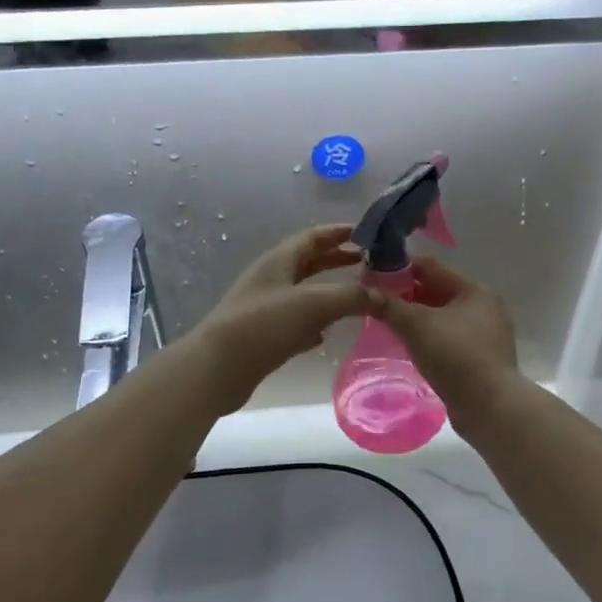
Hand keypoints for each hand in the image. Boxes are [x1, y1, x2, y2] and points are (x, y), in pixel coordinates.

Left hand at [186, 226, 370, 413]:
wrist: (216, 368)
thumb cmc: (263, 325)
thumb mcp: (313, 304)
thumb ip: (351, 297)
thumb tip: (384, 297)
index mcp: (278, 261)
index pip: (313, 238)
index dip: (338, 233)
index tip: (366, 233)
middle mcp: (270, 280)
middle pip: (308, 263)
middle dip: (336, 260)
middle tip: (367, 263)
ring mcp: (265, 309)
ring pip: (302, 293)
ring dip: (327, 292)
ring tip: (356, 297)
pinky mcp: (263, 337)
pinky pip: (294, 323)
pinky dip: (313, 324)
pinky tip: (325, 334)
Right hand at [366, 258, 519, 426]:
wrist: (489, 407)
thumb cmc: (455, 356)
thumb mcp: (416, 325)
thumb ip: (388, 305)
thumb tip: (363, 290)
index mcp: (475, 290)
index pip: (430, 267)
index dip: (399, 268)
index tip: (372, 276)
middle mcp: (485, 307)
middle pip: (437, 292)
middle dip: (406, 295)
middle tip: (376, 301)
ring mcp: (486, 335)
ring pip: (442, 317)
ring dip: (416, 318)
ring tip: (387, 323)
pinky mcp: (481, 359)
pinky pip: (448, 339)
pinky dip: (428, 338)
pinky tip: (409, 346)